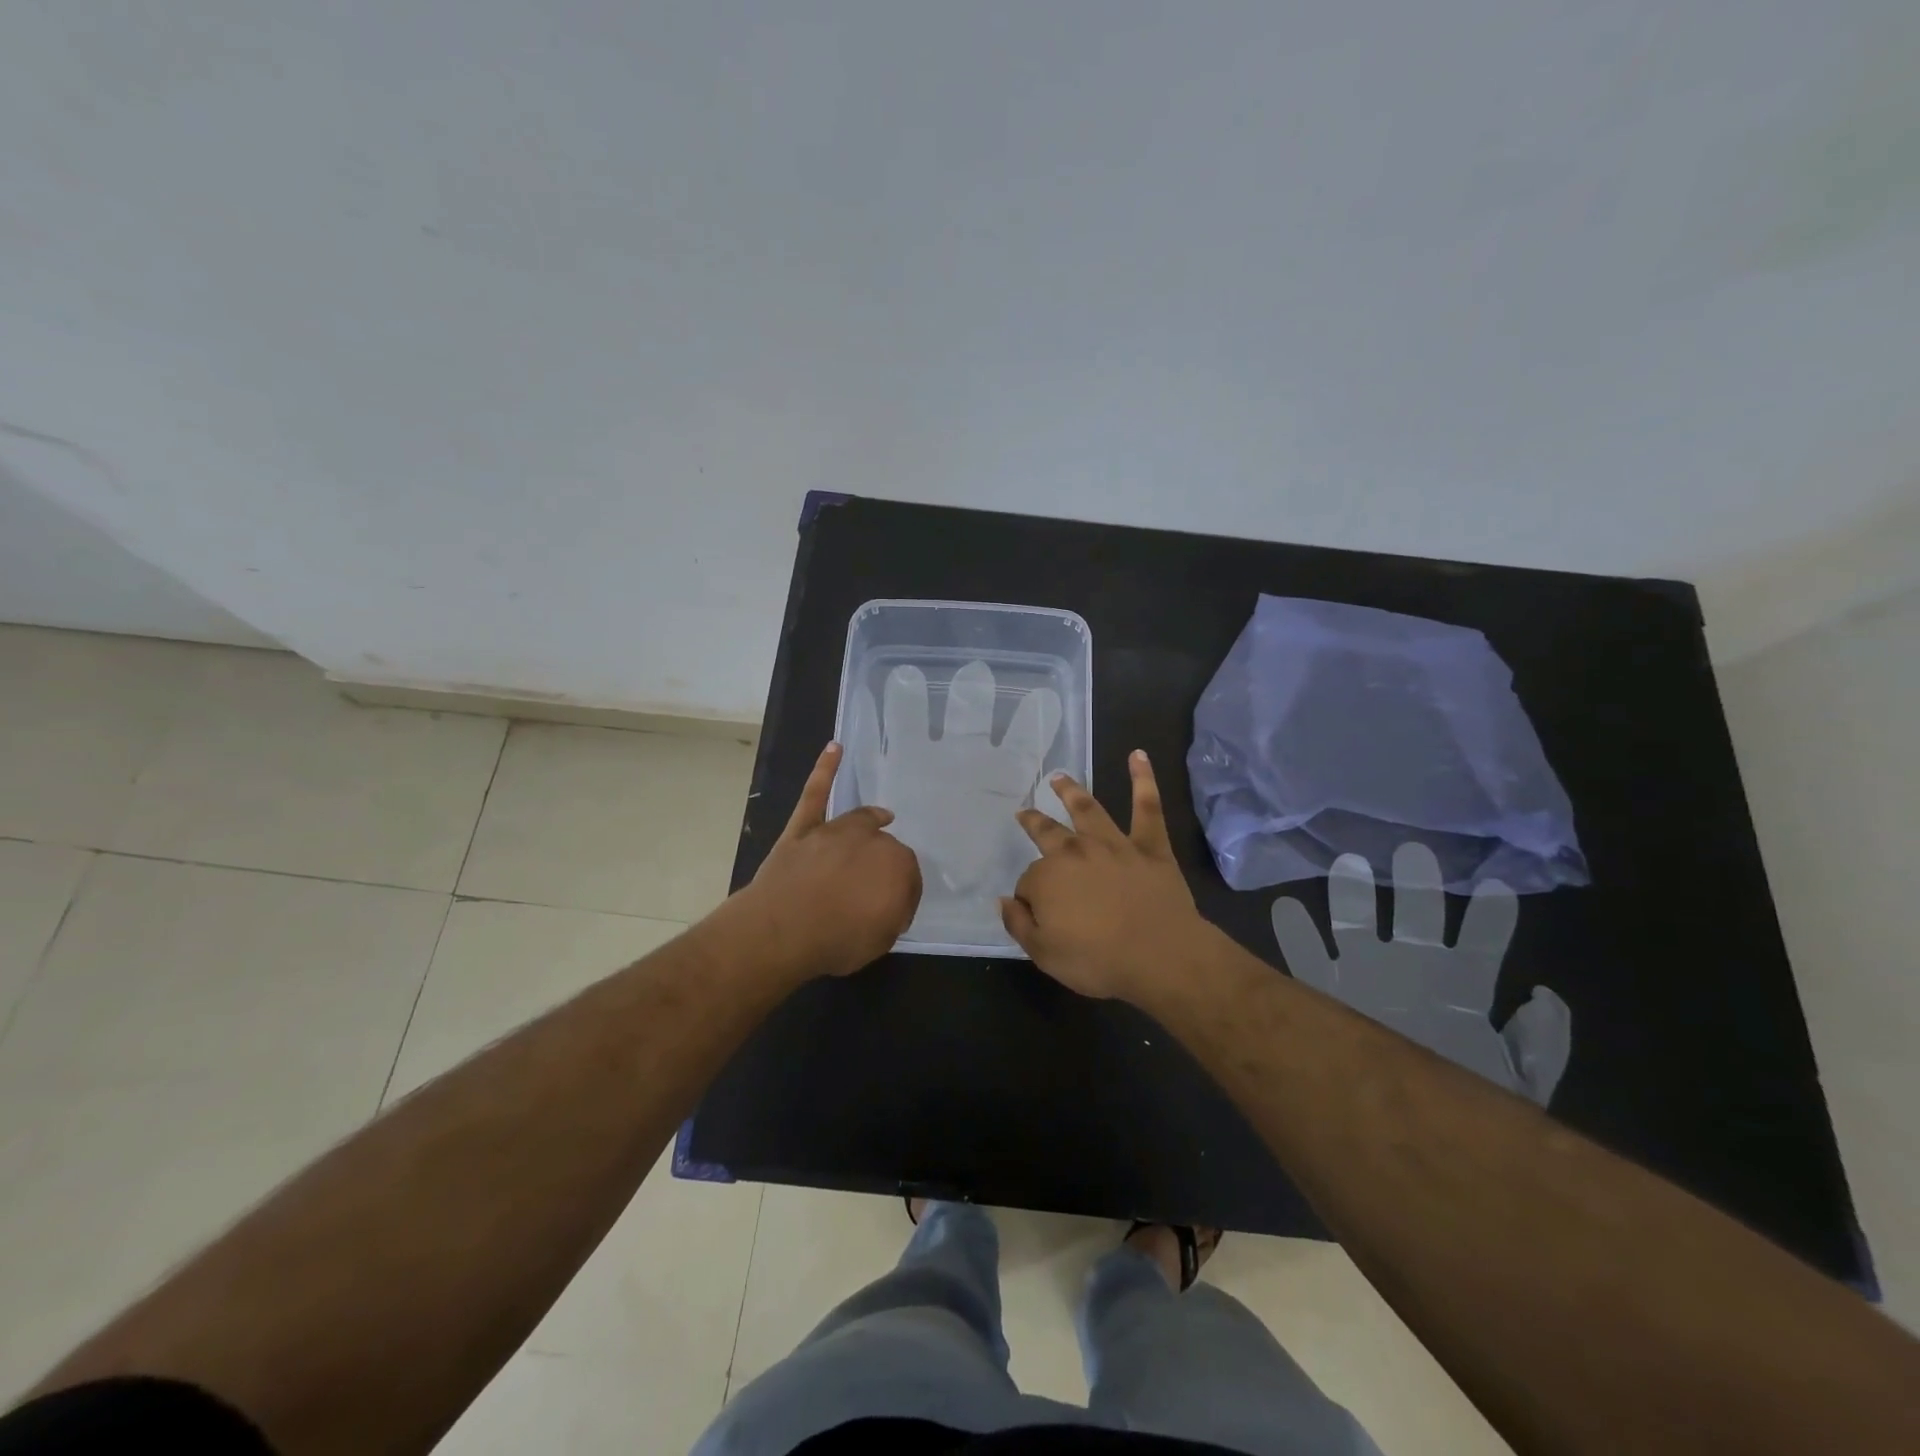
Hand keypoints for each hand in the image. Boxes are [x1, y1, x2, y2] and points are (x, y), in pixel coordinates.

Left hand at [734, 742, 922, 978]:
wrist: (782, 931)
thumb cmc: (837, 940)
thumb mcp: (882, 939)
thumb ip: (894, 914)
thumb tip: (894, 901)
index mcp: (897, 866)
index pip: (908, 876)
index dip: (900, 894)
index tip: (893, 912)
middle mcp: (871, 840)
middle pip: (885, 847)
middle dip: (884, 864)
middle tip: (876, 887)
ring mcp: (835, 830)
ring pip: (861, 820)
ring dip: (872, 820)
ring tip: (883, 817)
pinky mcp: (804, 827)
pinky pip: (816, 794)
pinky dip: (825, 769)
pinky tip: (835, 748)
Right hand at [1000, 751, 1212, 1000]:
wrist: (1160, 956)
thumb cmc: (1098, 960)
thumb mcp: (1045, 954)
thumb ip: (1019, 925)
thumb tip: (1004, 901)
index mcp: (1048, 878)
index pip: (1029, 882)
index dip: (1030, 898)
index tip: (1035, 913)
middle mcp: (1076, 852)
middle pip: (1048, 833)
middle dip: (1034, 822)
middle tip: (1025, 812)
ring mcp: (1114, 844)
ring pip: (1088, 810)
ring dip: (1072, 791)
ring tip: (1059, 777)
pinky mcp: (1149, 846)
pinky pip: (1147, 807)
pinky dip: (1143, 779)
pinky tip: (1138, 755)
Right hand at [1270, 843, 1571, 1104]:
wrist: (1405, 1142)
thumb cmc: (1464, 1102)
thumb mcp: (1516, 1083)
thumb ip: (1536, 1044)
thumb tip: (1540, 994)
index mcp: (1458, 987)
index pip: (1479, 943)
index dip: (1490, 917)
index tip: (1496, 886)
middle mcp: (1410, 972)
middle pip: (1415, 919)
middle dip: (1415, 886)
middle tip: (1413, 851)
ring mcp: (1363, 977)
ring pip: (1356, 925)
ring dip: (1352, 897)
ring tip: (1347, 866)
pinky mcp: (1326, 992)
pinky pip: (1305, 958)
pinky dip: (1294, 934)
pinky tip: (1286, 911)